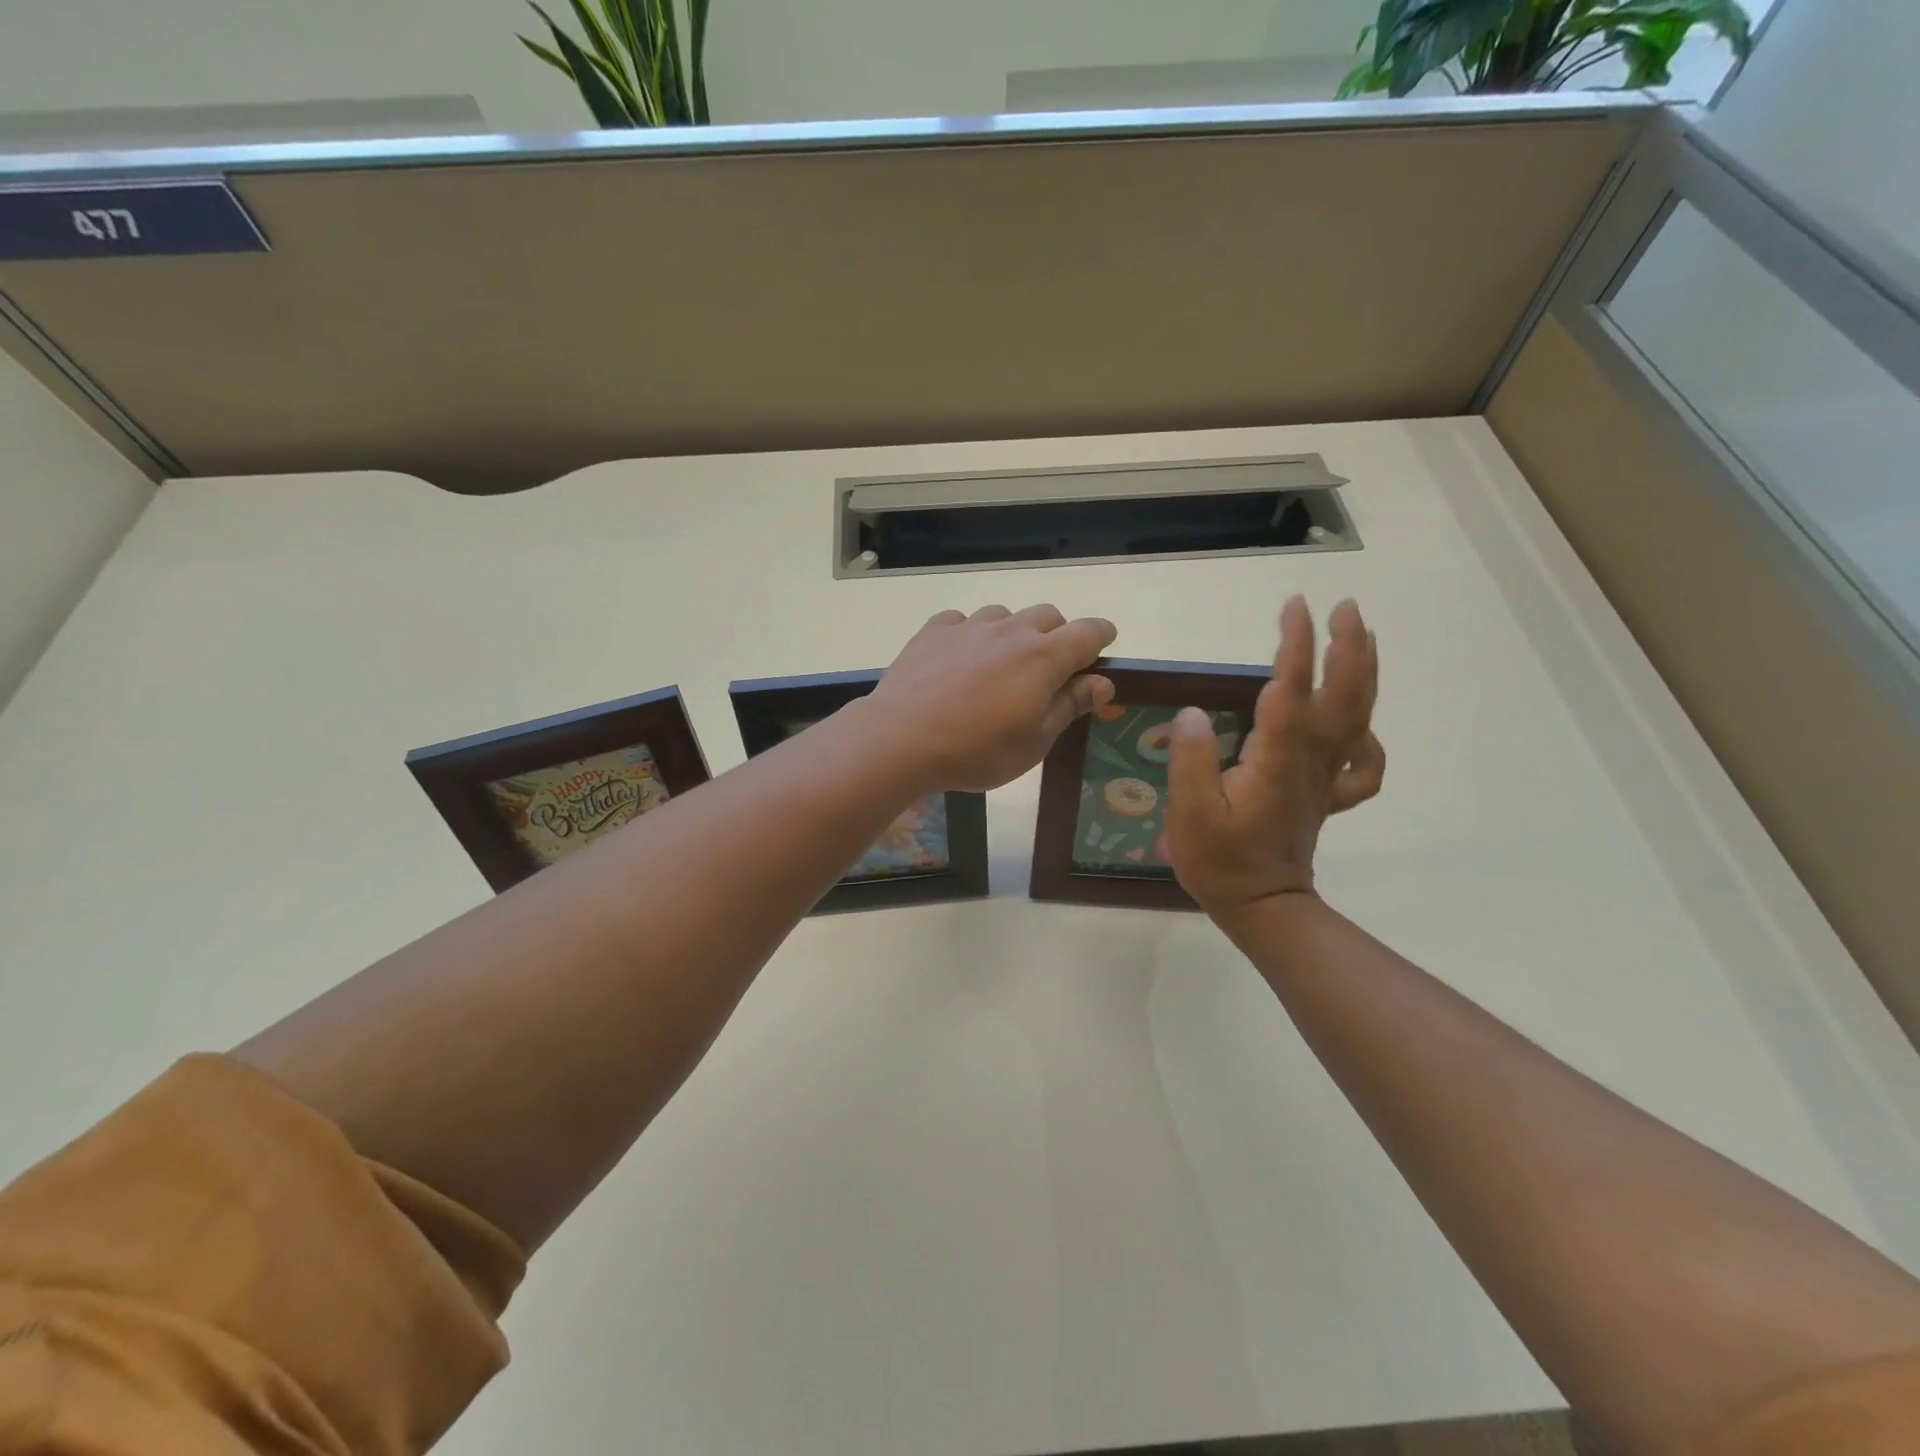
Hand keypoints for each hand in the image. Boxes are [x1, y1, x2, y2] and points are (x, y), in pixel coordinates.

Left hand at [862, 605, 1117, 791]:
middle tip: (1048, 669)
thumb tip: (1102, 682)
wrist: (901, 739)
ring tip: (1000, 665)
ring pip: (1004, 615)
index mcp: (1043, 658)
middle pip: (1048, 615)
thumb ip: (1069, 706)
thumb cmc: (976, 750)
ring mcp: (969, 627)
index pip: (1088, 632)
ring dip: (1013, 633)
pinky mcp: (934, 631)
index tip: (1102, 647)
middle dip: (1058, 635)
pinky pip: (962, 621)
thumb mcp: (1034, 741)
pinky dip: (970, 635)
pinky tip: (959, 660)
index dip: (1101, 637)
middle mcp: (1010, 631)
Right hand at [1167, 596, 1384, 920]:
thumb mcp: (1191, 812)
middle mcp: (1311, 760)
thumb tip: (1193, 712)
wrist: (1262, 906)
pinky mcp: (1326, 795)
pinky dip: (1369, 738)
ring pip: (1358, 718)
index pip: (1291, 690)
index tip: (1295, 608)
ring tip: (1362, 637)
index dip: (1296, 646)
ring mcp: (1324, 778)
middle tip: (1345, 608)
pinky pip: (1362, 764)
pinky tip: (1359, 724)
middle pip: (1344, 696)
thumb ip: (1192, 759)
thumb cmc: (1220, 860)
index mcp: (1277, 758)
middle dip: (1348, 647)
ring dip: (1364, 673)